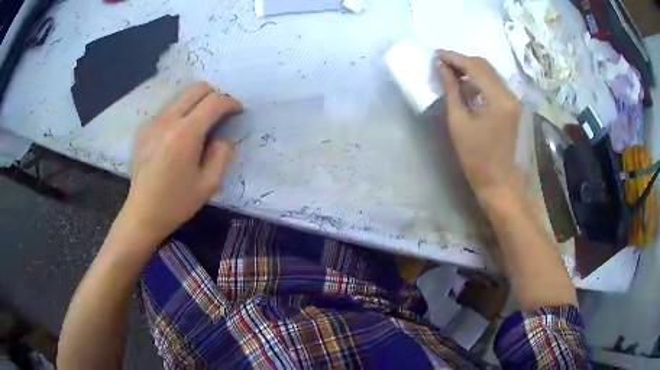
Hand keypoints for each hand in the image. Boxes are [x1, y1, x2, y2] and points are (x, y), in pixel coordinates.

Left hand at [121, 82, 242, 241]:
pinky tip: (181, 137)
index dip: (231, 103)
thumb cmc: (177, 203)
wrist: (142, 213)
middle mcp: (168, 120)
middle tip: (221, 116)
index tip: (238, 113)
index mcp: (185, 134)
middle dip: (215, 96)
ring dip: (198, 104)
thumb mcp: (209, 184)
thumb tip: (223, 137)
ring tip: (201, 127)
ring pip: (182, 96)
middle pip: (198, 88)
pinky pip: (169, 109)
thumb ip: (222, 154)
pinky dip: (182, 113)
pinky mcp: (145, 129)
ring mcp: (154, 122)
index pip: (214, 101)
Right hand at [435, 51, 521, 200]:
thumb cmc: (476, 158)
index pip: (475, 66)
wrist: (499, 182)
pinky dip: (479, 80)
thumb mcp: (458, 122)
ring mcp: (514, 100)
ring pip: (490, 73)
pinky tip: (466, 85)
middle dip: (462, 61)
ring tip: (450, 72)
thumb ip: (451, 90)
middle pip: (485, 66)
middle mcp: (510, 94)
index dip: (454, 57)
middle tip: (441, 63)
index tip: (436, 54)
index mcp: (498, 99)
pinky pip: (495, 84)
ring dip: (470, 69)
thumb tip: (440, 66)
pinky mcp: (513, 107)